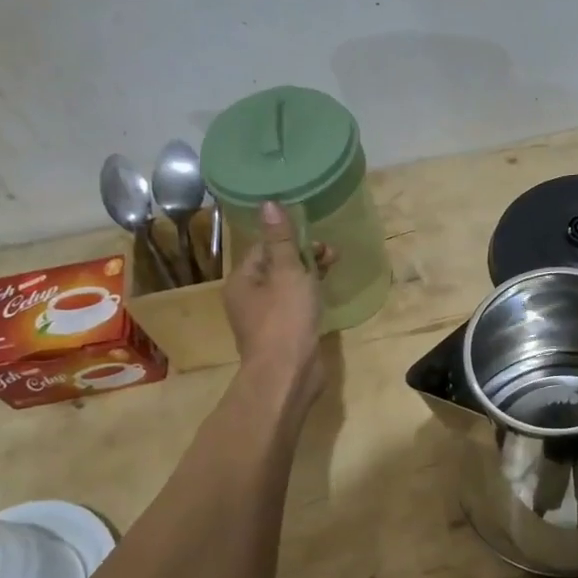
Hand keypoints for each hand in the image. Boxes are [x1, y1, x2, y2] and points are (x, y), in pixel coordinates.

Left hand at [223, 202, 334, 408]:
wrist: (288, 374)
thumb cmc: (285, 319)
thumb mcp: (287, 273)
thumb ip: (281, 239)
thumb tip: (268, 204)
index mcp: (242, 281)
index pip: (264, 248)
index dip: (290, 239)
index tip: (317, 238)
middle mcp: (248, 298)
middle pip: (276, 267)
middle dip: (304, 257)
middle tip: (332, 254)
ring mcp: (266, 320)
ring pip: (288, 288)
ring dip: (310, 276)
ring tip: (335, 269)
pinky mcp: (283, 335)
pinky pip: (296, 307)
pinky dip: (310, 298)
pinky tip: (326, 297)